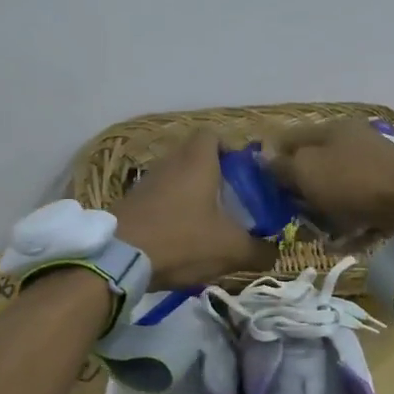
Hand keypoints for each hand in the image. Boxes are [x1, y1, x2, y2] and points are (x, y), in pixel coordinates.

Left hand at [113, 130, 276, 289]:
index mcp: (197, 161)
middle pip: (194, 157)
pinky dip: (171, 211)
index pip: (213, 135)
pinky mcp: (130, 203)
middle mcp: (170, 162)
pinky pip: (158, 199)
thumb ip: (258, 250)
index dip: (230, 150)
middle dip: (213, 176)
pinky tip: (179, 237)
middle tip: (230, 202)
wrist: (119, 258)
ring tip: (206, 223)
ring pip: (175, 179)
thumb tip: (274, 254)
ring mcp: (146, 182)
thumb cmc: (181, 240)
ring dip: (190, 195)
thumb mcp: (230, 249)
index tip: (243, 175)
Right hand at [266, 120, 393, 235]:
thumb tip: (262, 156)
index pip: (288, 138)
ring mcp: (372, 167)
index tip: (256, 184)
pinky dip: (346, 224)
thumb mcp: (306, 170)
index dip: (269, 158)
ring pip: (334, 189)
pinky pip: (356, 208)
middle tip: (283, 212)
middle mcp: (352, 142)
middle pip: (313, 164)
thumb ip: (281, 164)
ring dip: (320, 210)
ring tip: (310, 232)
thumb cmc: (351, 181)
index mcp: (330, 129)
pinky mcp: (387, 193)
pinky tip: (337, 242)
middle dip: (296, 189)